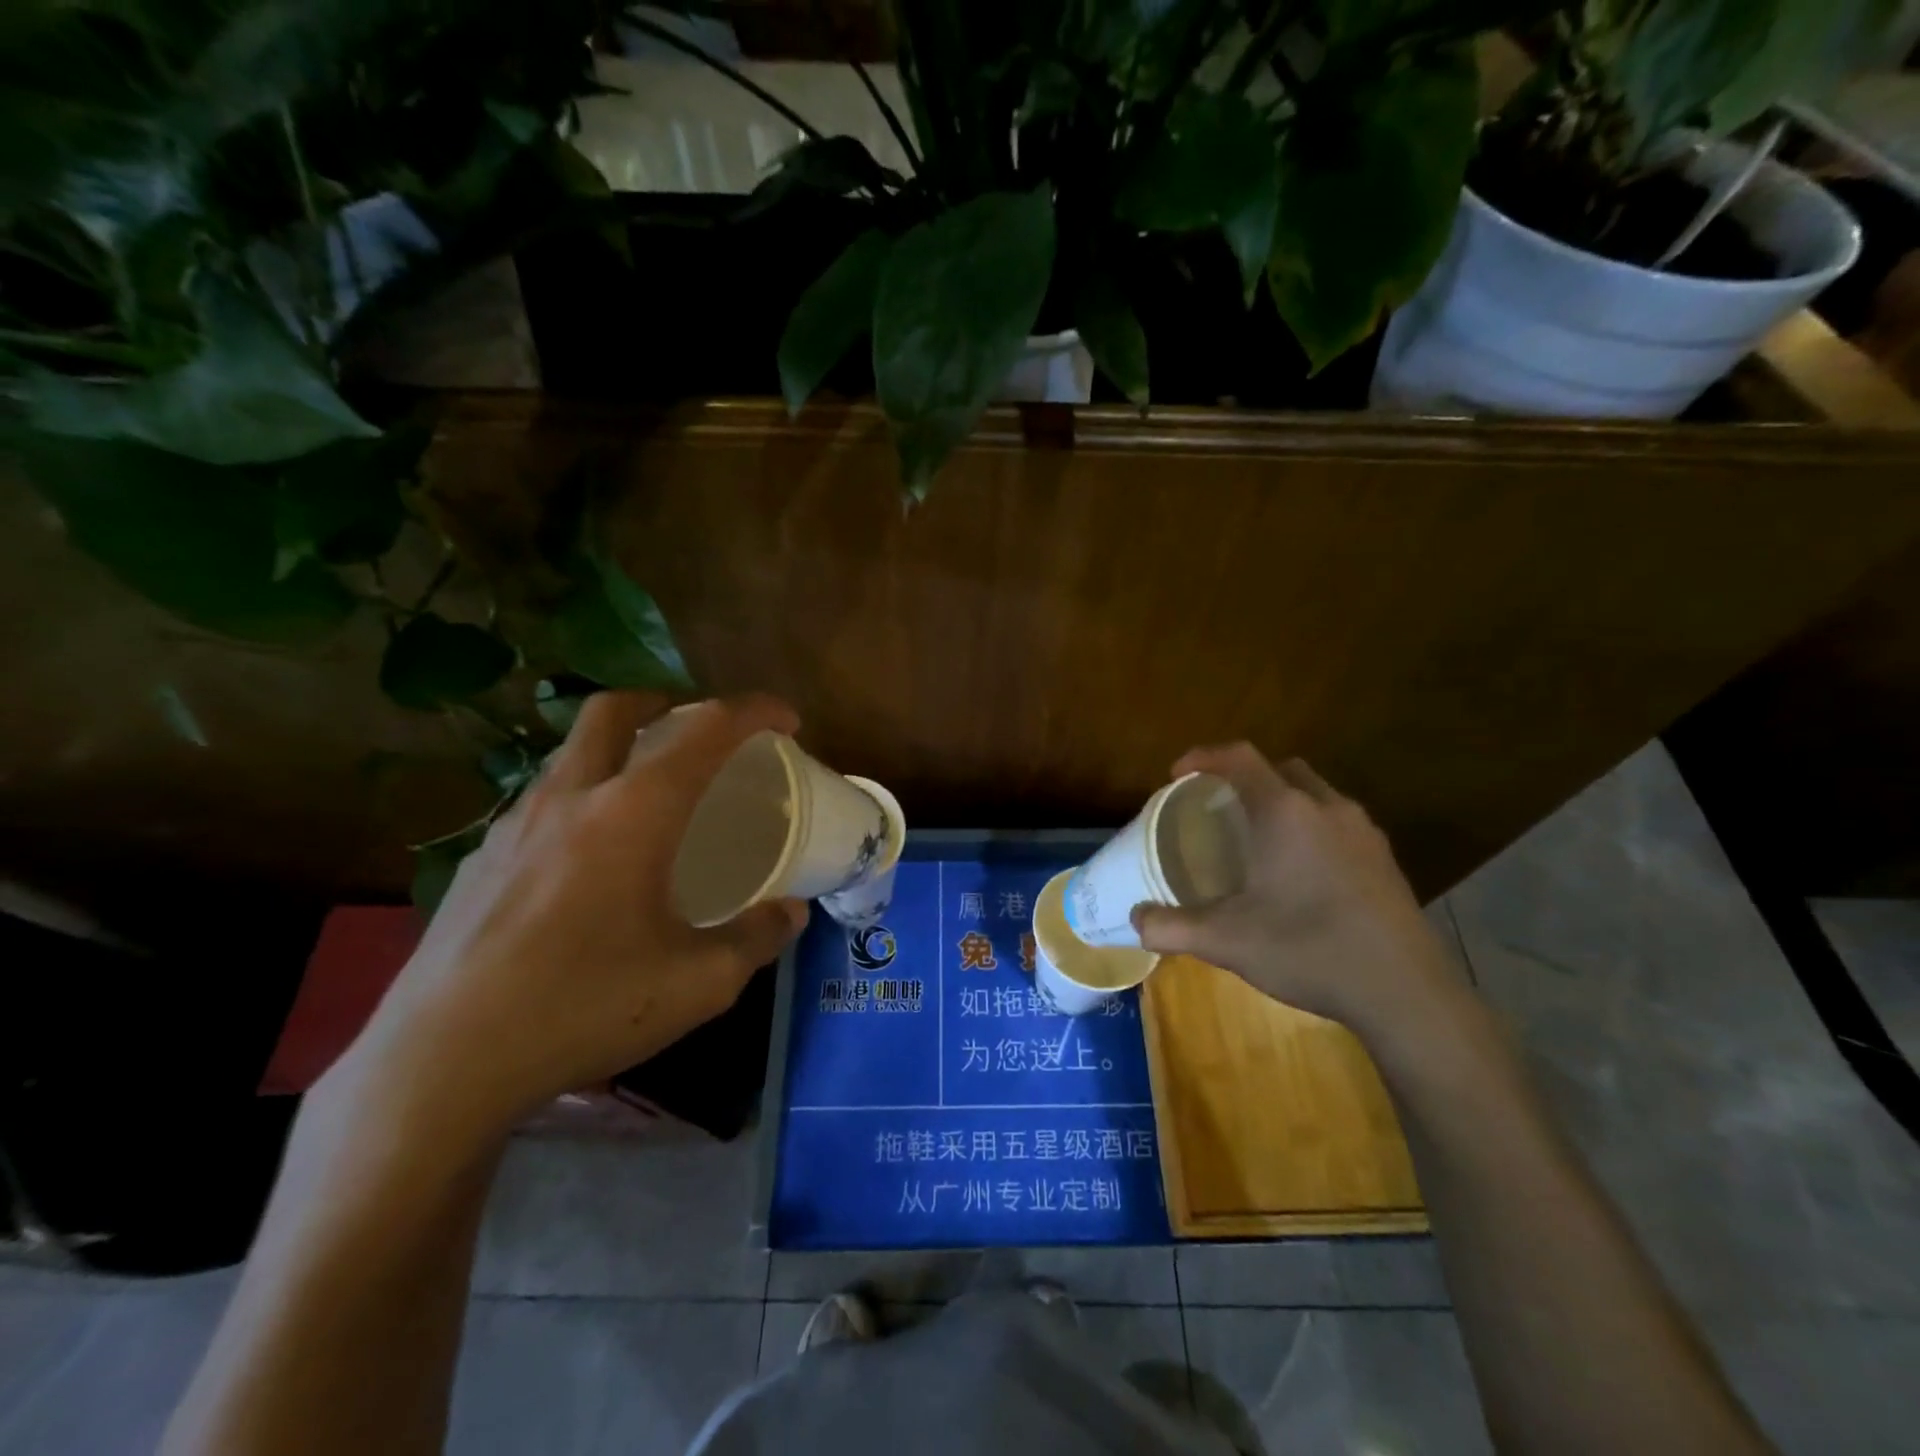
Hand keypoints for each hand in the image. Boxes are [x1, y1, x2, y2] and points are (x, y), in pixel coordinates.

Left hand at [339, 693, 809, 1138]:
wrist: (440, 1064)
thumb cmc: (584, 1008)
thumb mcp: (698, 983)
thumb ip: (756, 938)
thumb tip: (791, 912)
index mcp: (634, 812)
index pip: (705, 730)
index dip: (754, 712)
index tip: (786, 721)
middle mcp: (572, 797)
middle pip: (615, 709)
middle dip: (668, 702)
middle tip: (701, 730)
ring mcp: (514, 824)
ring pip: (572, 751)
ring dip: (619, 747)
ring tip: (650, 794)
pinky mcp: (478, 859)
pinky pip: (542, 800)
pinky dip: (582, 797)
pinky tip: (589, 858)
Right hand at [1132, 744, 1466, 1045]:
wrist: (1406, 994)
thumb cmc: (1308, 950)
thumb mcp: (1226, 941)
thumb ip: (1172, 927)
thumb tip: (1135, 920)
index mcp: (1286, 812)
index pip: (1240, 758)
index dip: (1203, 757)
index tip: (1176, 776)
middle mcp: (1327, 808)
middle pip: (1280, 769)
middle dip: (1245, 777)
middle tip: (1217, 808)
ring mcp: (1363, 833)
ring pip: (1314, 795)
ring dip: (1282, 803)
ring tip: (1257, 841)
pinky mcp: (1385, 860)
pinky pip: (1338, 824)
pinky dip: (1310, 829)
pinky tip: (1300, 875)